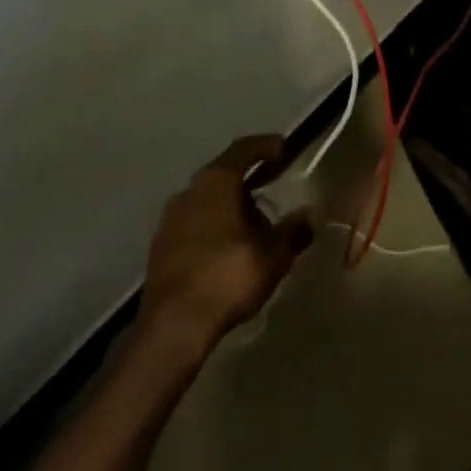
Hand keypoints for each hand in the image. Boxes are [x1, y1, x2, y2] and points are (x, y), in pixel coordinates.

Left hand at [137, 135, 313, 363]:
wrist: (172, 325)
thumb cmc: (227, 276)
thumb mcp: (272, 255)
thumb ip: (293, 231)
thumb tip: (309, 215)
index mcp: (216, 181)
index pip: (244, 149)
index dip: (265, 146)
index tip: (283, 148)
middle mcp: (190, 189)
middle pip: (223, 175)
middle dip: (248, 183)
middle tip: (270, 191)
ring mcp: (170, 217)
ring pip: (207, 200)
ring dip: (229, 207)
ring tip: (251, 228)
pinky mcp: (160, 246)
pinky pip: (193, 224)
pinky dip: (212, 228)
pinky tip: (226, 251)